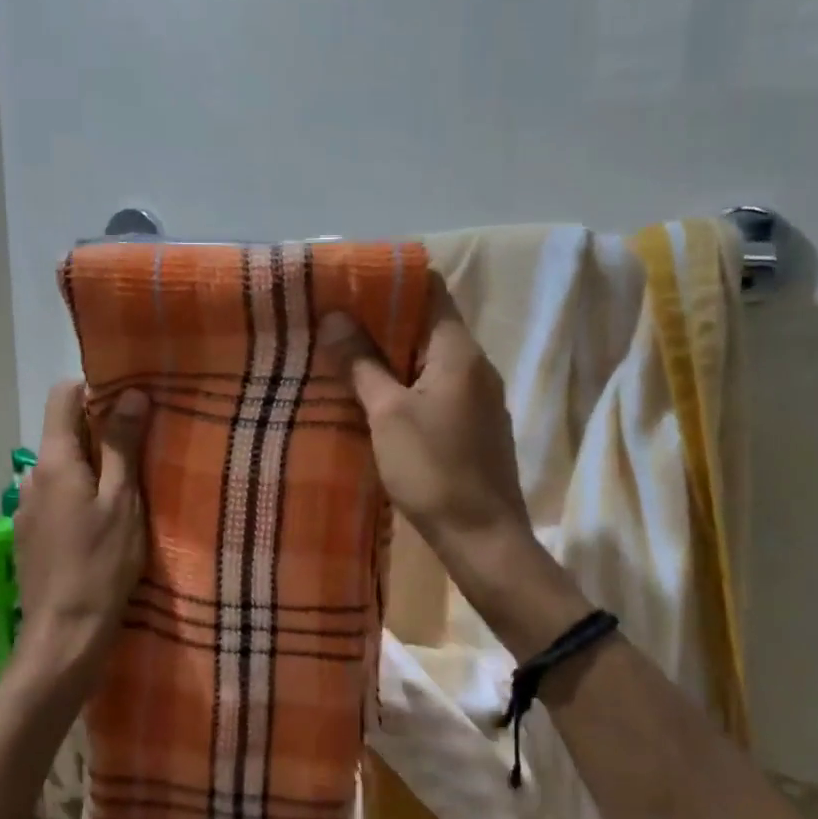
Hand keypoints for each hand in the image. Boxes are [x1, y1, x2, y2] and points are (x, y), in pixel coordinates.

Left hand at [12, 381, 148, 690]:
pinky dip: (79, 495)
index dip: (95, 388)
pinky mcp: (30, 534)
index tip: (131, 402)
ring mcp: (27, 506)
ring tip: (127, 489)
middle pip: (64, 431)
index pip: (63, 394)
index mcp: (54, 460)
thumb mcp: (123, 501)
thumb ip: (124, 445)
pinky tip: (103, 523)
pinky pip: (57, 496)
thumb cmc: (102, 563)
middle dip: (101, 430)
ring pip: (62, 467)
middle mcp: (32, 475)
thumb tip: (132, 394)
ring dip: (91, 466)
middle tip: (143, 447)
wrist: (65, 635)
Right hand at [318, 277, 533, 571]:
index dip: (392, 282)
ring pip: (431, 359)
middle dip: (383, 320)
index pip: (431, 290)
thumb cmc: (433, 469)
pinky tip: (376, 397)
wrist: (482, 536)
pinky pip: (437, 387)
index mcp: (459, 351)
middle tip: (337, 321)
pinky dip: (407, 382)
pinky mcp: (474, 425)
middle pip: (429, 324)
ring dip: (393, 354)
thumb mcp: (387, 413)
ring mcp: (479, 397)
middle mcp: (476, 365)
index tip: (351, 284)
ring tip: (347, 354)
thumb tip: (335, 317)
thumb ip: (362, 363)